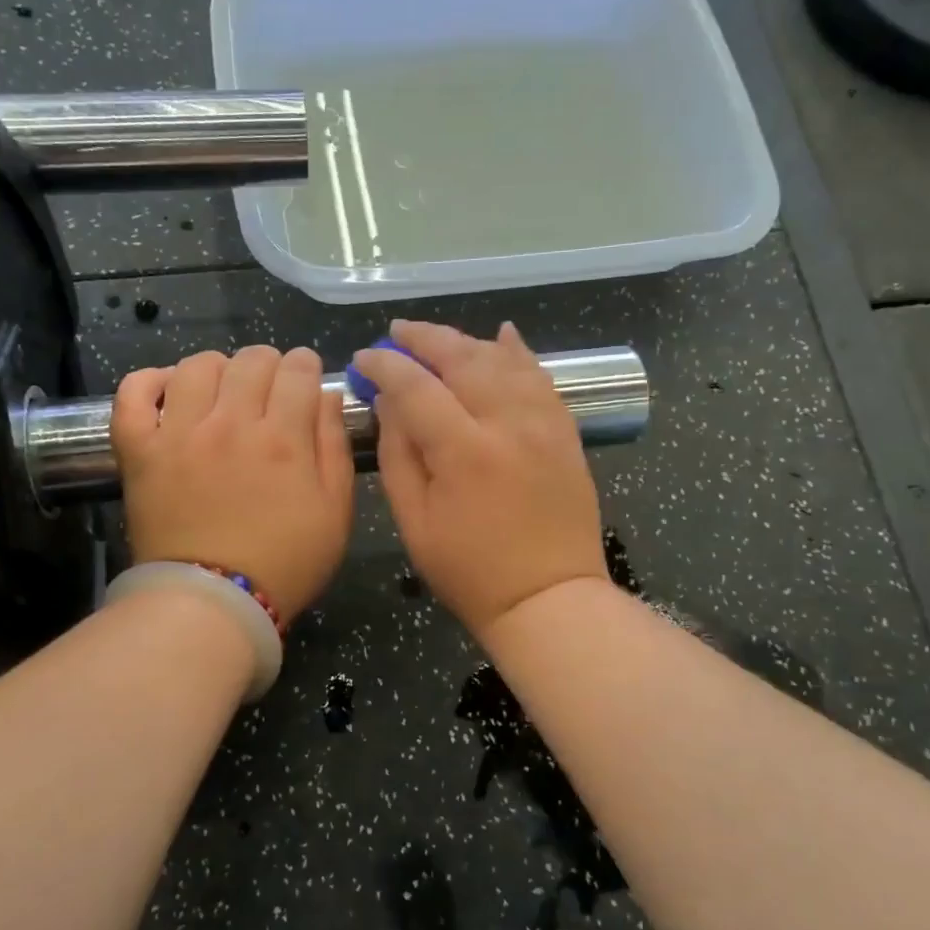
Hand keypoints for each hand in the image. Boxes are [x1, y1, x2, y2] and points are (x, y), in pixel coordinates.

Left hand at [113, 346, 353, 621]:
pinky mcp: (139, 449)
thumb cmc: (285, 564)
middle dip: (269, 364)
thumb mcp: (335, 513)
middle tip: (269, 388)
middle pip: (250, 360)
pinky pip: (133, 392)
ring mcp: (179, 433)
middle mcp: (231, 423)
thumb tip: (326, 396)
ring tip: (222, 391)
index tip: (306, 379)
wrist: (211, 604)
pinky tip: (169, 391)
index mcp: (283, 438)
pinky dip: (150, 381)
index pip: (297, 370)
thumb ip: (334, 448)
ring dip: (218, 368)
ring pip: (197, 366)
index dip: (306, 366)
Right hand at [354, 320, 607, 643]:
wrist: (549, 598)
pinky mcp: (565, 433)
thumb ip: (398, 455)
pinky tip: (503, 336)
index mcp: (464, 452)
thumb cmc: (470, 572)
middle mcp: (508, 424)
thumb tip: (388, 403)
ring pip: (503, 360)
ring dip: (467, 342)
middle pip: (463, 359)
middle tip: (398, 332)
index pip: (416, 386)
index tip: (364, 358)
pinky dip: (519, 353)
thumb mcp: (415, 522)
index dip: (385, 365)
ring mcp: (544, 424)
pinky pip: (541, 378)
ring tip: (438, 339)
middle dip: (425, 339)